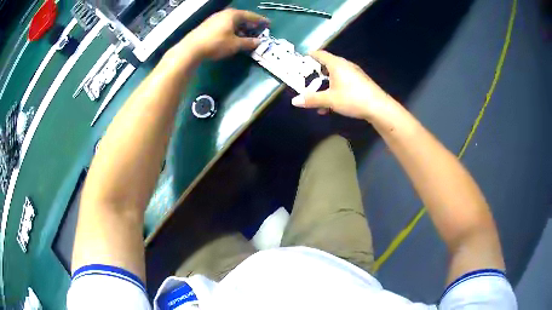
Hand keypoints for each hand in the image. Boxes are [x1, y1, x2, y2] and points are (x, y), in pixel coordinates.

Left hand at [183, 9, 269, 59]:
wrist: (192, 48)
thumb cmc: (216, 44)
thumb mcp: (235, 44)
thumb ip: (249, 42)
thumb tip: (258, 42)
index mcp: (233, 14)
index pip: (251, 16)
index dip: (261, 20)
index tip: (268, 24)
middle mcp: (224, 13)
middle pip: (241, 17)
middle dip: (250, 24)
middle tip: (258, 30)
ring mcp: (215, 18)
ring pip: (232, 21)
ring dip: (241, 28)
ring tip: (246, 35)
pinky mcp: (208, 25)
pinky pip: (225, 25)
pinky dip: (232, 29)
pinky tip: (232, 36)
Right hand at [291, 50, 394, 120]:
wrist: (378, 107)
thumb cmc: (352, 98)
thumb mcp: (330, 99)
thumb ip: (312, 99)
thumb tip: (294, 101)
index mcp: (336, 64)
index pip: (320, 54)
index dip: (310, 55)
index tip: (301, 59)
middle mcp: (345, 65)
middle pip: (327, 64)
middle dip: (316, 72)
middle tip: (306, 78)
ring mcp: (354, 73)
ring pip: (335, 75)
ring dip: (325, 84)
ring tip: (317, 94)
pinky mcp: (360, 82)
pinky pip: (343, 82)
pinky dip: (335, 89)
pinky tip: (331, 104)